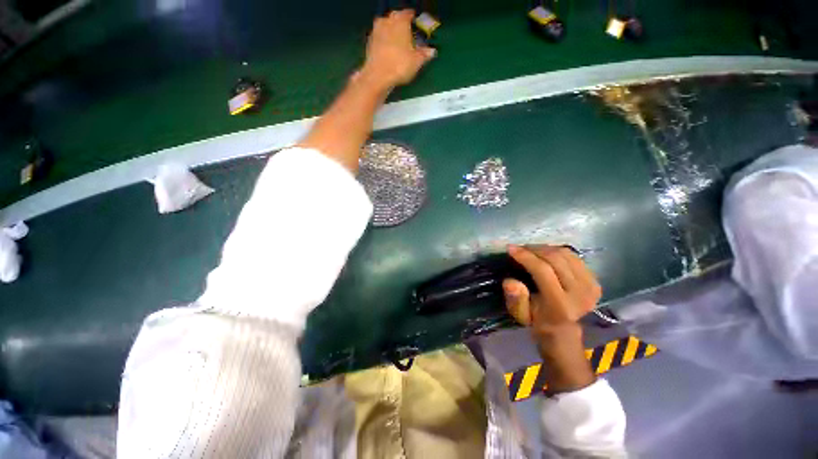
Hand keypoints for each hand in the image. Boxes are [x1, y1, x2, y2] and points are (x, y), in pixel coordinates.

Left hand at [358, 10, 435, 91]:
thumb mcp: (416, 61)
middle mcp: (387, 21)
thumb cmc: (400, 65)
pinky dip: (384, 42)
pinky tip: (388, 51)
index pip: (408, 13)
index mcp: (400, 20)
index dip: (413, 19)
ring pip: (386, 27)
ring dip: (391, 33)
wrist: (377, 77)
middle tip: (407, 34)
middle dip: (401, 24)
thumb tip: (432, 50)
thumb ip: (424, 54)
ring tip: (397, 43)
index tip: (416, 24)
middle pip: (395, 18)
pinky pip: (379, 38)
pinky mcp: (369, 43)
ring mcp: (375, 31)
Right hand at [503, 245, 601, 392]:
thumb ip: (515, 298)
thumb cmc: (536, 319)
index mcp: (560, 305)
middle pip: (555, 259)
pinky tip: (545, 254)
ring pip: (565, 254)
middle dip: (534, 249)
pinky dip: (556, 251)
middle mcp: (580, 294)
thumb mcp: (520, 312)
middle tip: (520, 248)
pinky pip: (573, 257)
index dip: (526, 256)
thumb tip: (510, 281)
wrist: (562, 328)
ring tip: (530, 250)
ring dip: (544, 248)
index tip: (511, 248)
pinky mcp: (595, 281)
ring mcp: (591, 286)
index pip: (543, 271)